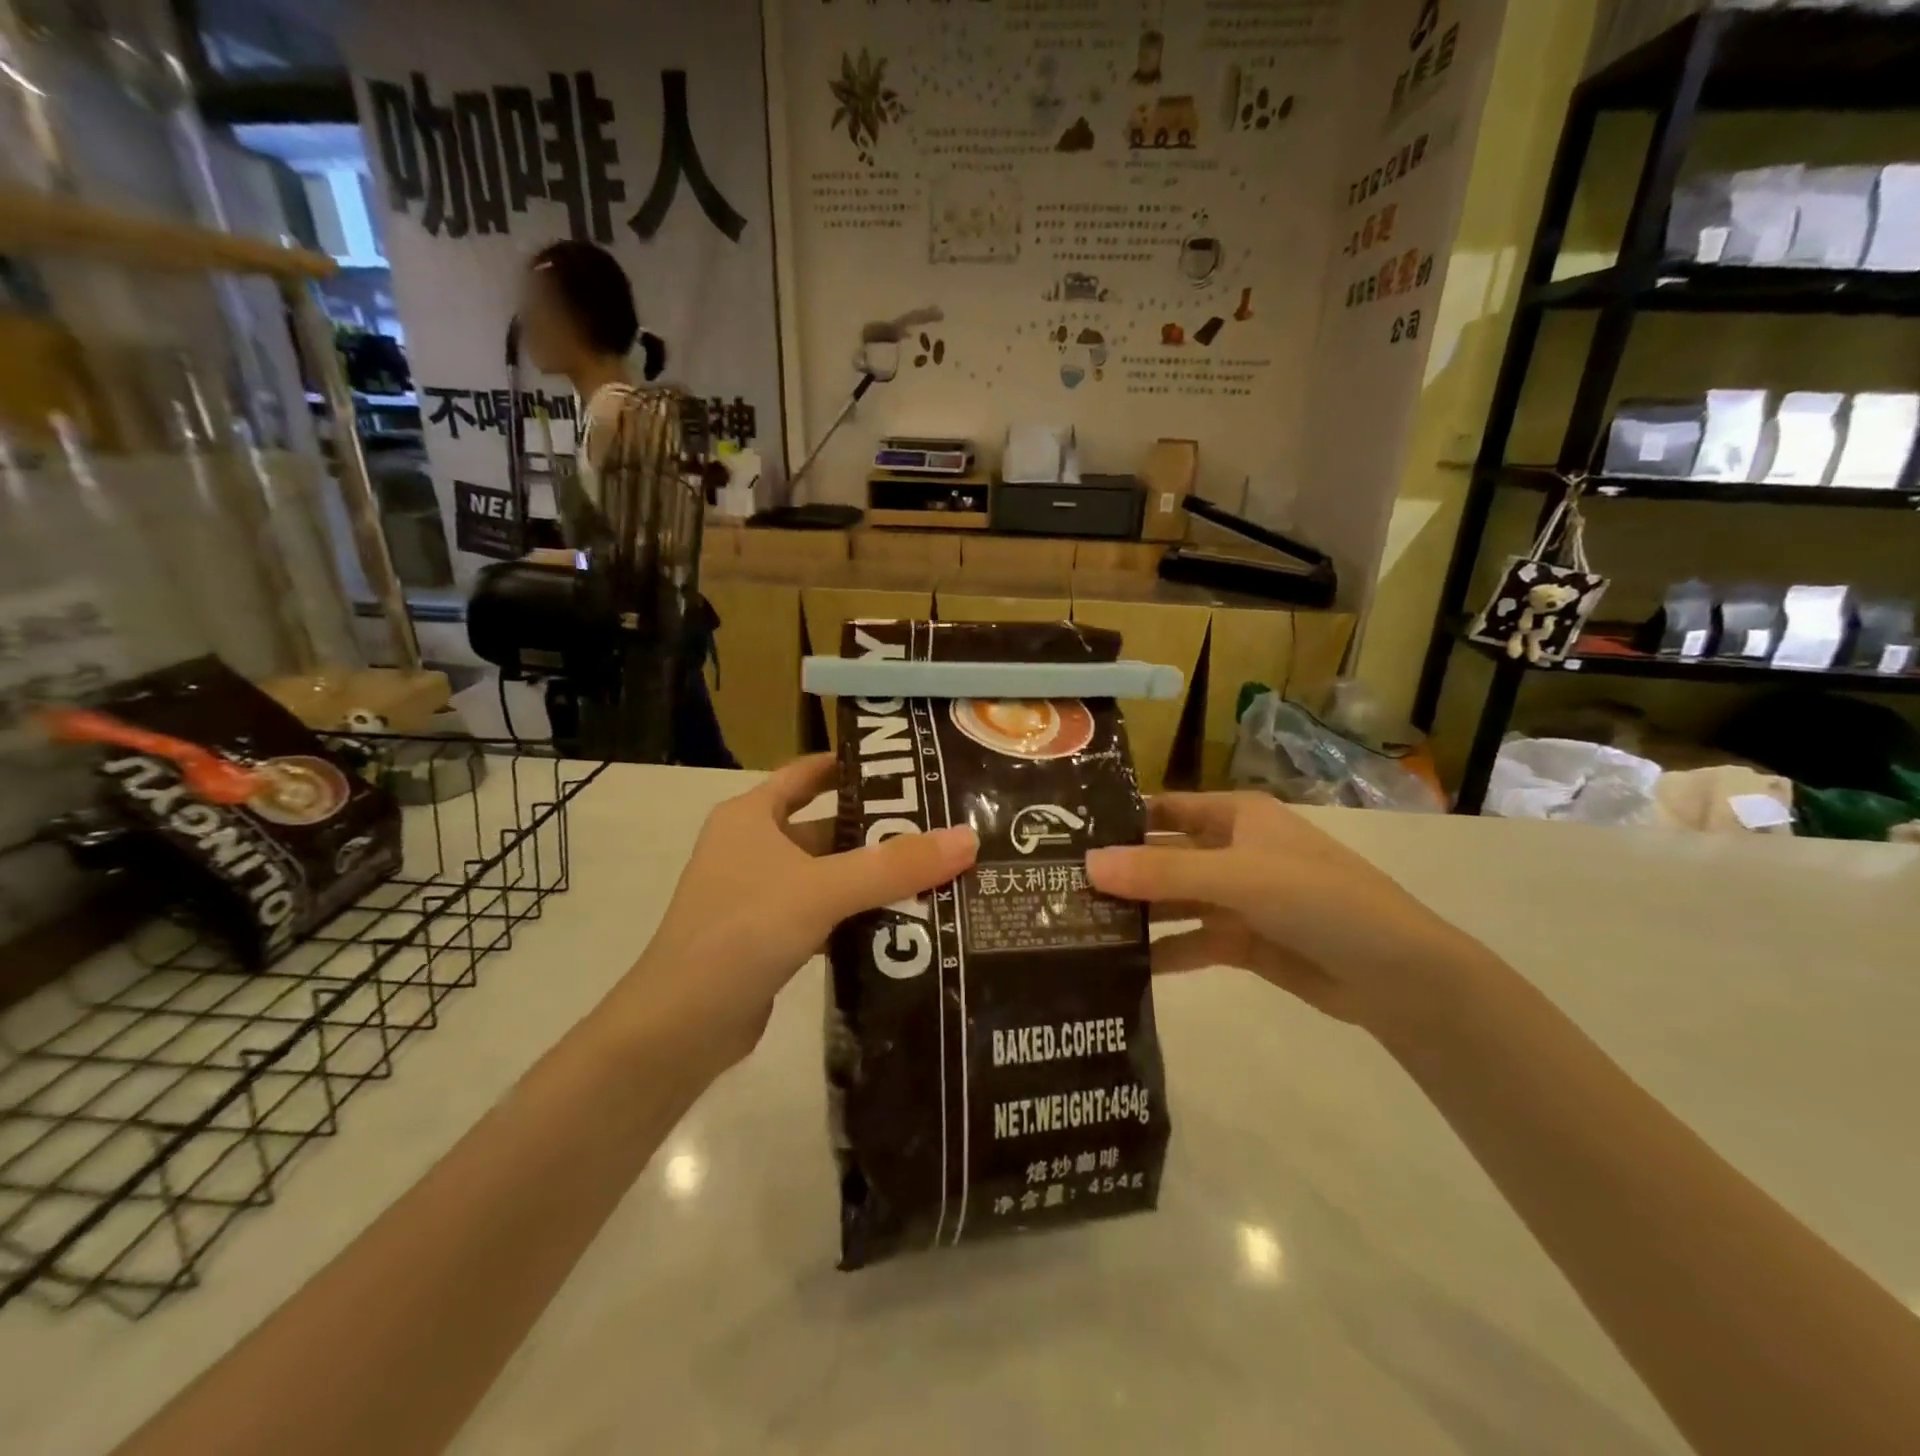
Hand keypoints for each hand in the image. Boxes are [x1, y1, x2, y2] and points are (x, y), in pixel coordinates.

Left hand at [617, 755, 977, 1068]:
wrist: (681, 1026)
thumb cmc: (743, 931)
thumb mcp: (823, 889)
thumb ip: (894, 865)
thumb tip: (968, 838)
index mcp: (750, 817)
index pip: (806, 773)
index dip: (850, 765)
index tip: (905, 766)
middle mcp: (750, 848)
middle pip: (824, 826)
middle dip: (876, 829)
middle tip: (938, 828)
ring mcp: (756, 895)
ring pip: (826, 874)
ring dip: (869, 876)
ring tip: (934, 872)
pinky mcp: (765, 938)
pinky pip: (821, 912)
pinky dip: (854, 914)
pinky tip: (899, 922)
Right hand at [1086, 792, 1488, 1041]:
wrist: (1397, 976)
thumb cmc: (1319, 899)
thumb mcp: (1238, 877)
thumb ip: (1163, 872)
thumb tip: (1087, 864)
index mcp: (1235, 817)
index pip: (1164, 809)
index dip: (1120, 818)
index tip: (1065, 834)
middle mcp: (1230, 852)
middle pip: (1162, 857)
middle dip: (1119, 872)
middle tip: (1057, 889)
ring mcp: (1236, 899)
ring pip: (1172, 902)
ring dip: (1134, 914)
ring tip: (1077, 928)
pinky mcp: (1241, 944)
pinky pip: (1189, 942)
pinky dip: (1160, 952)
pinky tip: (1121, 966)